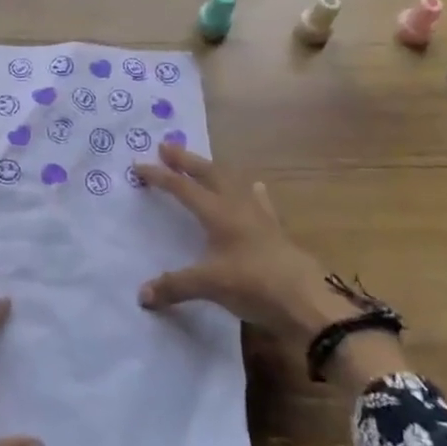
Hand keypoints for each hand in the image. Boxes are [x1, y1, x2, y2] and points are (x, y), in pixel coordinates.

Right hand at [133, 143, 409, 391]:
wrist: (307, 300)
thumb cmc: (254, 284)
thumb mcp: (209, 286)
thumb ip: (174, 286)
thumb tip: (141, 295)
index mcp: (218, 213)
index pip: (183, 188)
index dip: (160, 176)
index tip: (139, 165)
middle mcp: (237, 207)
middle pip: (209, 174)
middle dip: (186, 160)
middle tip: (167, 145)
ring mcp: (260, 217)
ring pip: (233, 183)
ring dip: (215, 171)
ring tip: (205, 163)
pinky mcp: (276, 232)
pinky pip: (261, 204)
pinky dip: (253, 194)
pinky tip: (256, 188)